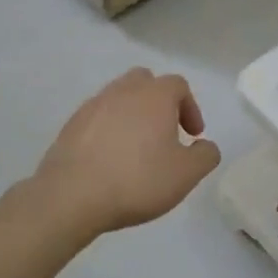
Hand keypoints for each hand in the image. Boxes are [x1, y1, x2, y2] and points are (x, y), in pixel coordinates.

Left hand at [33, 69, 221, 238]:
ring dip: (133, 115)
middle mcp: (123, 91)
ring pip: (119, 98)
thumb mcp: (186, 174)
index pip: (178, 85)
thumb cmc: (137, 180)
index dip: (190, 108)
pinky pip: (97, 118)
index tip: (192, 136)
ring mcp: (93, 105)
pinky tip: (110, 158)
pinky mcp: (71, 125)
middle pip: (145, 82)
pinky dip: (109, 129)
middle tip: (165, 133)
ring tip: (137, 148)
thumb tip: (205, 146)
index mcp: (154, 96)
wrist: (72, 194)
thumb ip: (205, 156)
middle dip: (159, 102)